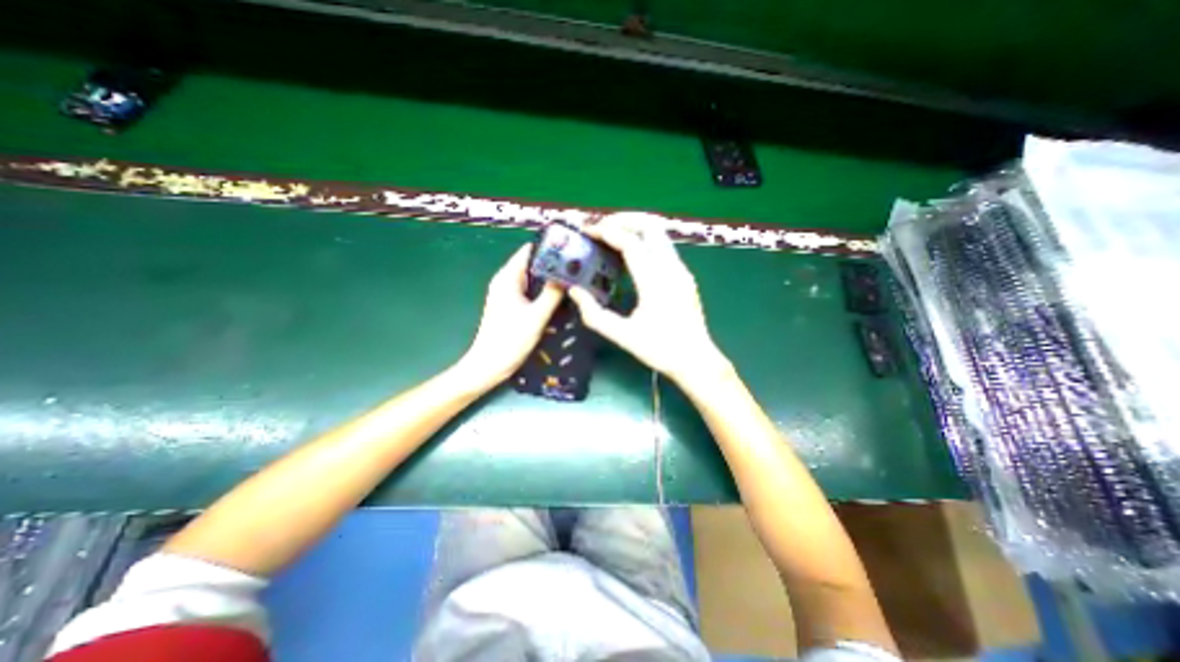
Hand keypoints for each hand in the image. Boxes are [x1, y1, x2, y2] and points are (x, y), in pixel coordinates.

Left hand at [459, 242, 563, 382]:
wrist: (489, 365)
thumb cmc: (510, 340)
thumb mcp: (536, 317)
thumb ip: (553, 294)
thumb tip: (569, 274)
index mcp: (508, 278)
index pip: (529, 251)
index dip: (549, 247)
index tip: (571, 248)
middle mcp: (506, 281)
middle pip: (532, 264)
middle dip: (553, 264)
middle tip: (577, 266)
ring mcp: (508, 294)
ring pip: (533, 279)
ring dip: (550, 279)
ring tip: (574, 278)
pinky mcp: (512, 305)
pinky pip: (531, 291)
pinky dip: (544, 291)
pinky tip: (561, 296)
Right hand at [569, 213, 734, 386]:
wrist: (696, 360)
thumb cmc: (660, 349)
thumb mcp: (622, 336)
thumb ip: (594, 313)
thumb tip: (574, 291)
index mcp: (655, 281)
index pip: (630, 243)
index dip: (606, 232)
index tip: (587, 231)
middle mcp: (671, 268)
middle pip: (650, 227)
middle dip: (624, 220)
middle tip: (601, 228)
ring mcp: (681, 270)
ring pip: (659, 234)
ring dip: (635, 228)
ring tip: (612, 236)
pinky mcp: (684, 276)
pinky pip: (663, 247)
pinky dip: (645, 241)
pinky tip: (631, 256)